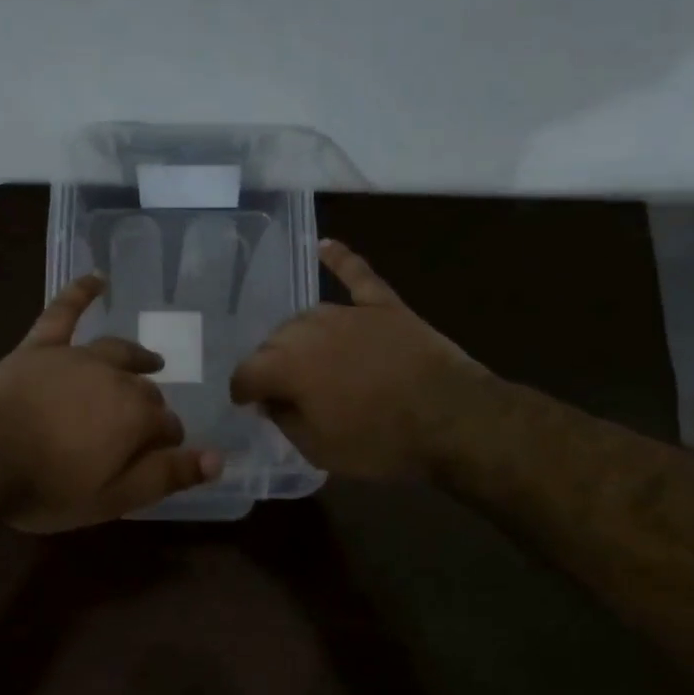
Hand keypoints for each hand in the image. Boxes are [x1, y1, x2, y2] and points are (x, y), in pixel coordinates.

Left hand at [0, 273, 223, 530]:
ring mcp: (76, 358)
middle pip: (145, 391)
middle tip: (139, 431)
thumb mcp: (113, 498)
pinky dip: (81, 293)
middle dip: (150, 409)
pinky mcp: (40, 348)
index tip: (157, 457)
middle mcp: (116, 379)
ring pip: (118, 352)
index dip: (166, 444)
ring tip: (151, 362)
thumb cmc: (48, 487)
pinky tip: (97, 278)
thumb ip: (167, 476)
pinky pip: (63, 312)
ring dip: (138, 357)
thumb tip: (218, 459)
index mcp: (137, 416)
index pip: (168, 427)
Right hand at [230, 240, 487, 479]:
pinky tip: (324, 245)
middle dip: (270, 364)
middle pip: (274, 341)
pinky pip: (357, 275)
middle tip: (281, 389)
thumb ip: (285, 420)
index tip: (246, 404)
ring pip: (307, 317)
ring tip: (303, 357)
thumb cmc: (379, 442)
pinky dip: (339, 260)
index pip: (246, 372)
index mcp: (286, 367)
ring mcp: (349, 313)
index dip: (242, 391)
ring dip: (298, 337)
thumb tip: (272, 401)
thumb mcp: (318, 449)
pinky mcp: (384, 306)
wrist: (451, 419)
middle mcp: (309, 330)